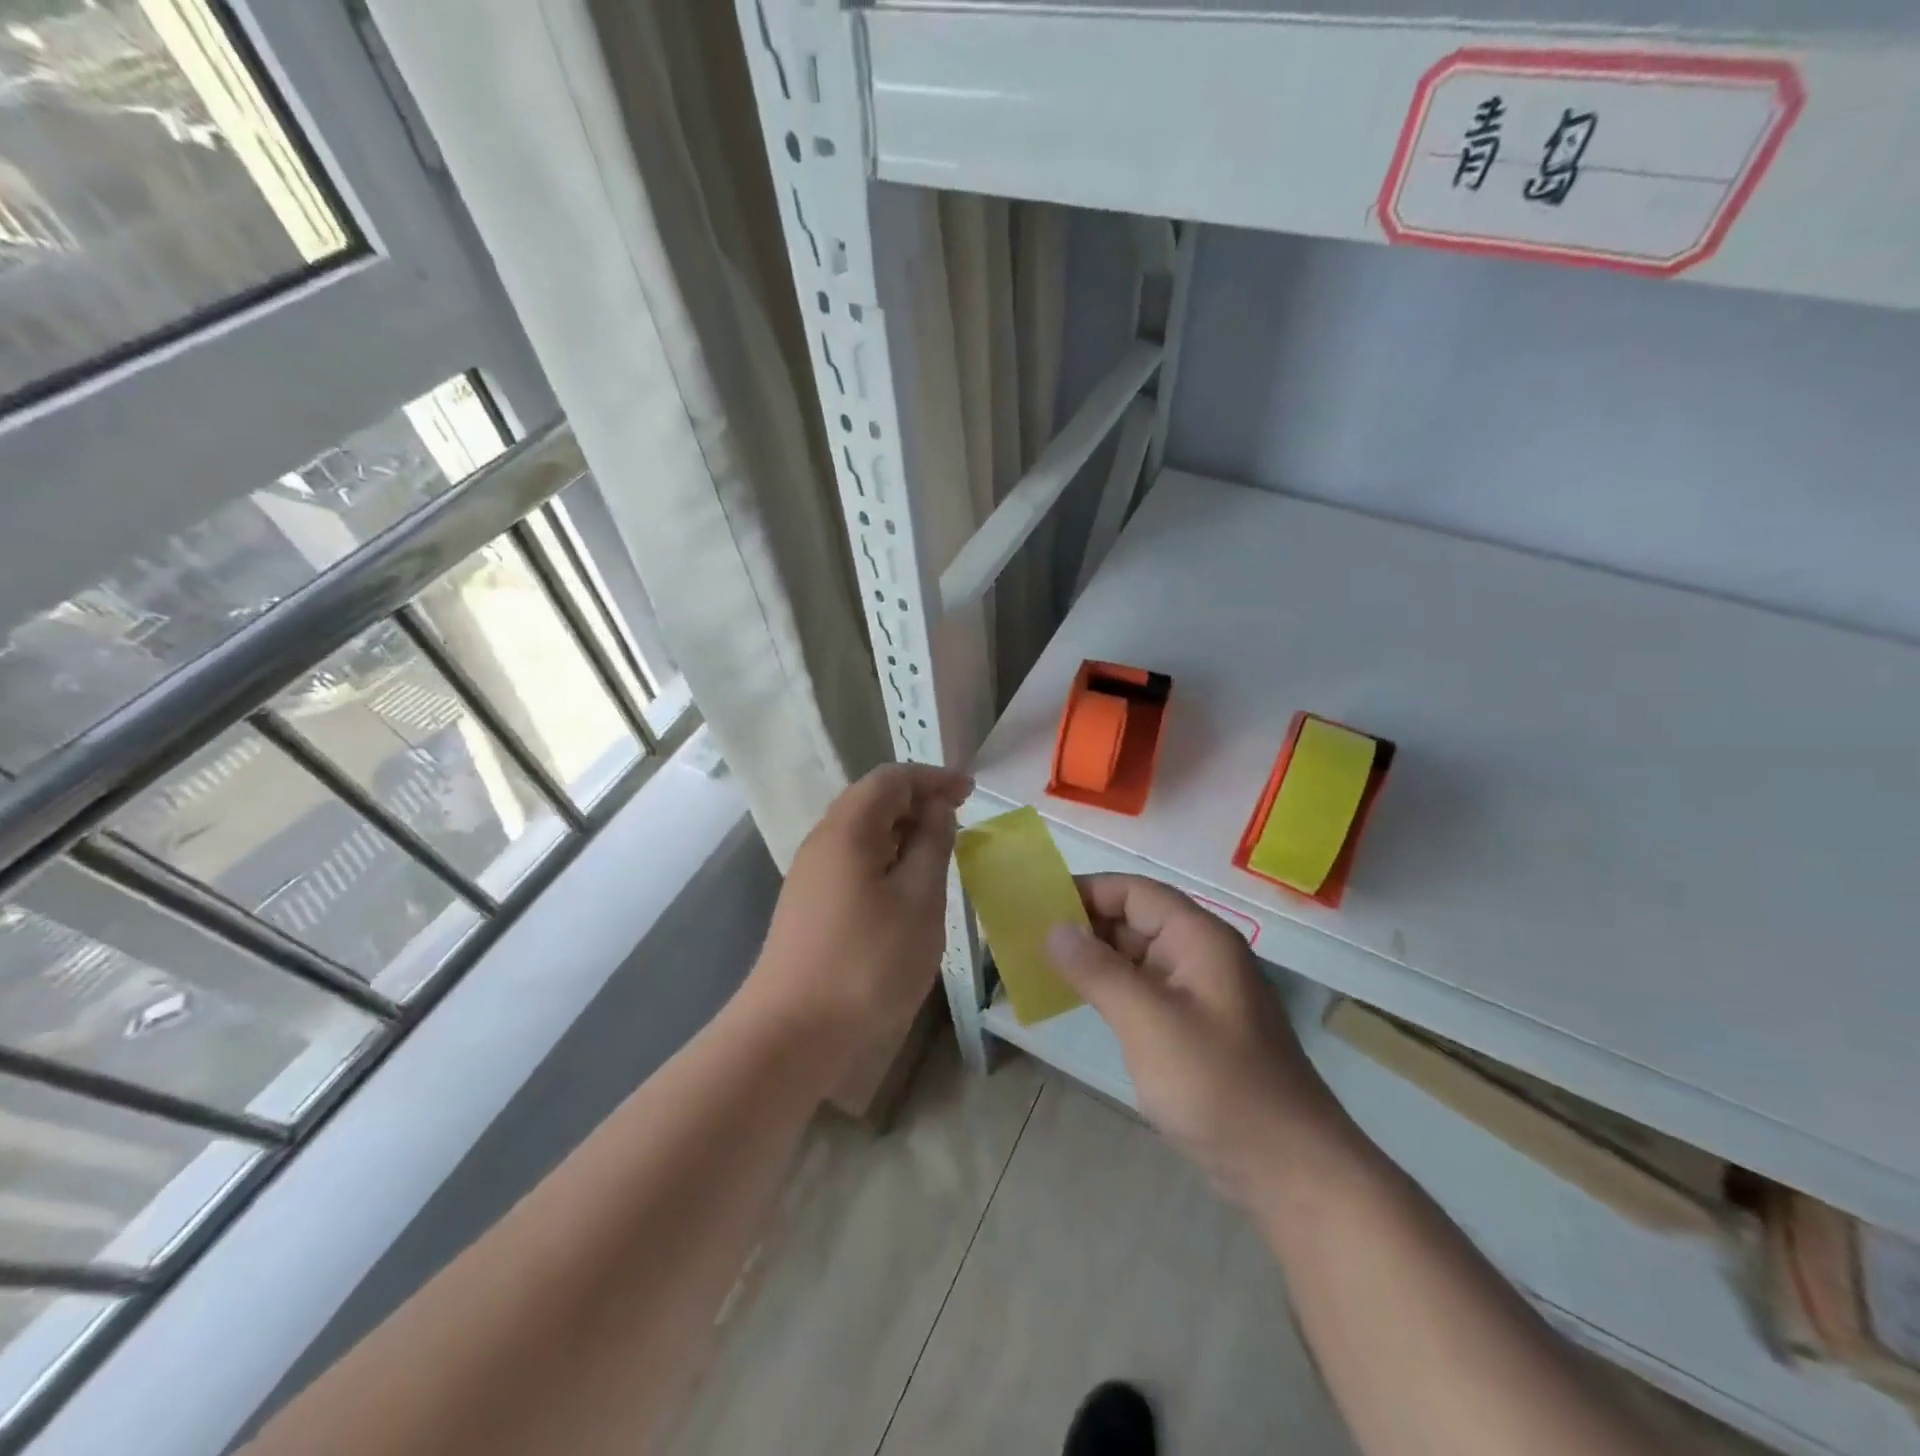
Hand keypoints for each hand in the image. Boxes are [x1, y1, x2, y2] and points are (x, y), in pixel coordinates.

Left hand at [747, 763, 970, 1073]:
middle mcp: (822, 843)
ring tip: (939, 852)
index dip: (932, 778)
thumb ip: (931, 846)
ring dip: (902, 832)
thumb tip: (936, 809)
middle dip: (917, 802)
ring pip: (861, 834)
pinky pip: (853, 863)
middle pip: (871, 801)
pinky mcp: (809, 907)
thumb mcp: (918, 901)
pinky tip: (906, 889)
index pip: (890, 779)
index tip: (970, 792)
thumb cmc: (867, 963)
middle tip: (958, 819)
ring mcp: (811, 877)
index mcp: (847, 830)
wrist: (792, 1036)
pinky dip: (886, 860)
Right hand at [1045, 875, 1348, 1204]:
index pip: (1133, 890)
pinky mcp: (1192, 1026)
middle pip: (1134, 918)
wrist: (1289, 1170)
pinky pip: (1142, 989)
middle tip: (1026, 938)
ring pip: (1135, 955)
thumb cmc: (1217, 1084)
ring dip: (1092, 957)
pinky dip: (1109, 987)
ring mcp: (1197, 992)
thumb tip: (1053, 927)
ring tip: (1039, 965)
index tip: (1035, 906)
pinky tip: (1077, 999)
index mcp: (1198, 937)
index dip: (1084, 891)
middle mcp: (1198, 954)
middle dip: (1083, 924)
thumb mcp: (1148, 1022)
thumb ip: (1098, 970)